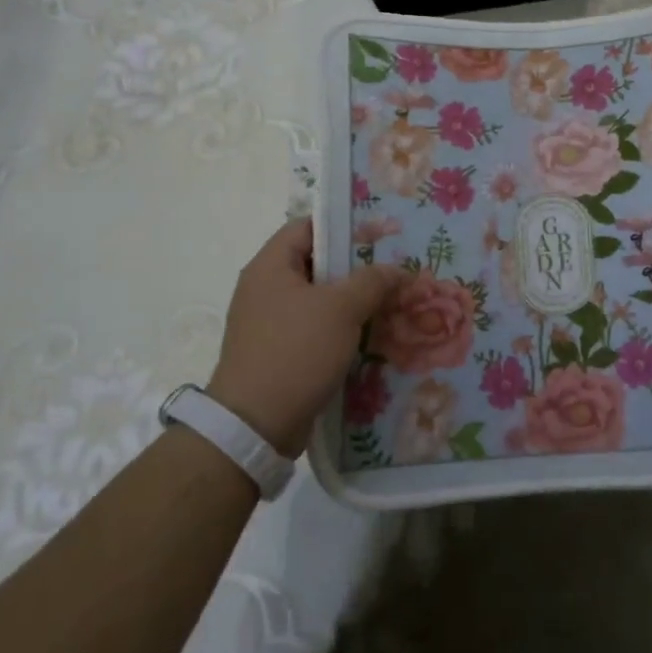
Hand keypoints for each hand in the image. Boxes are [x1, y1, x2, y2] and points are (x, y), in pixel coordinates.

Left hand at [207, 218, 402, 453]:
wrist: (254, 426)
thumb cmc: (296, 352)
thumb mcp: (342, 309)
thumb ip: (373, 281)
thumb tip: (397, 270)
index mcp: (270, 266)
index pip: (308, 227)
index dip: (344, 226)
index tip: (380, 234)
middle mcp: (265, 288)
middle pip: (316, 263)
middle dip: (357, 266)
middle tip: (394, 269)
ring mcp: (269, 322)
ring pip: (319, 299)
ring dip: (353, 300)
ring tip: (391, 301)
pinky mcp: (278, 352)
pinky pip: (315, 328)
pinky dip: (341, 328)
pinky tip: (372, 335)